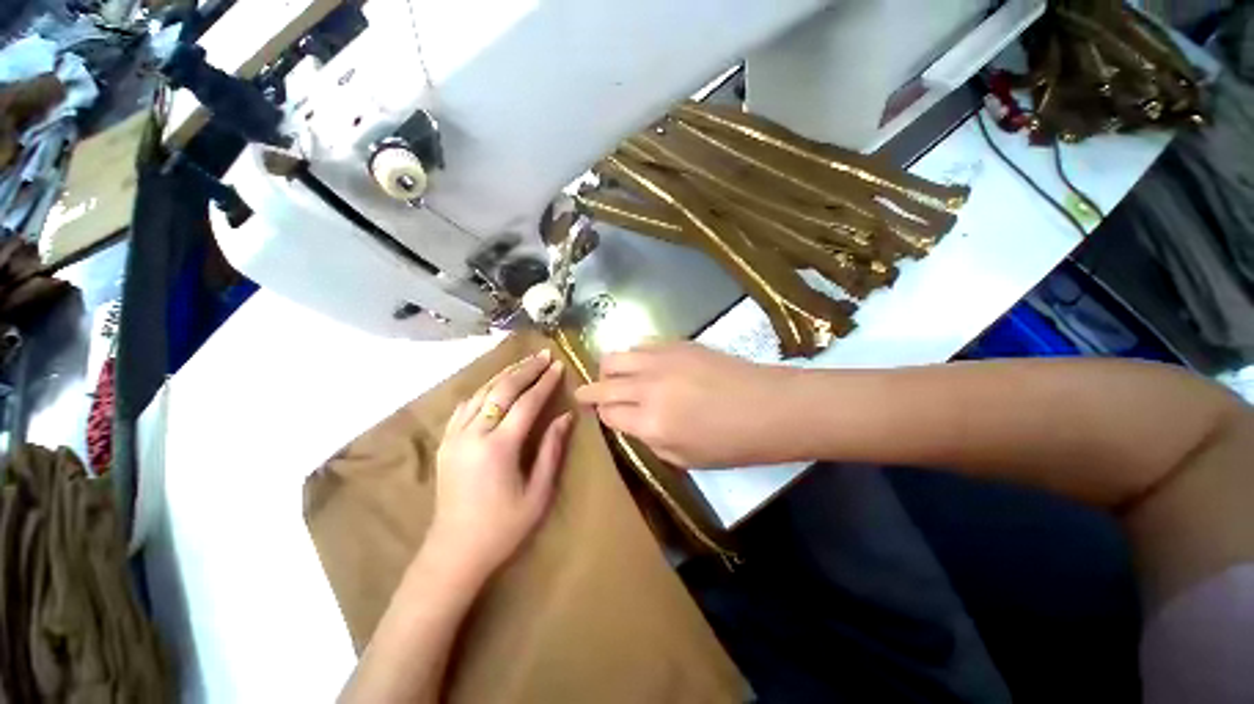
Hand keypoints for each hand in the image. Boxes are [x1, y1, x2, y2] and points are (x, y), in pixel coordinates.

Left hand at [430, 349, 573, 580]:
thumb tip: (565, 416)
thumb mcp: (538, 492)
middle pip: (501, 390)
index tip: (558, 365)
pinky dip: (483, 390)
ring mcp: (454, 437)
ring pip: (481, 393)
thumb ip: (552, 450)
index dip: (544, 382)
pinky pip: (465, 406)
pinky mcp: (445, 443)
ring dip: (504, 375)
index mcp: (498, 448)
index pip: (526, 403)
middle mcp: (473, 435)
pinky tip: (494, 385)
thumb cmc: (503, 527)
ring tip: (524, 363)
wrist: (454, 552)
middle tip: (543, 355)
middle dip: (525, 370)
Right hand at [574, 342, 796, 467]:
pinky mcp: (676, 344)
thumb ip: (650, 439)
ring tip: (615, 377)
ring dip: (609, 369)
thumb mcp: (685, 459)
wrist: (769, 406)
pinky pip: (640, 345)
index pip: (608, 414)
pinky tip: (643, 364)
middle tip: (590, 394)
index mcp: (650, 423)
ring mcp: (661, 361)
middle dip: (591, 390)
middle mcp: (648, 388)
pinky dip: (633, 356)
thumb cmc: (732, 443)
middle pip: (603, 383)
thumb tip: (632, 421)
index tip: (602, 414)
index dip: (602, 414)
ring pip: (615, 357)